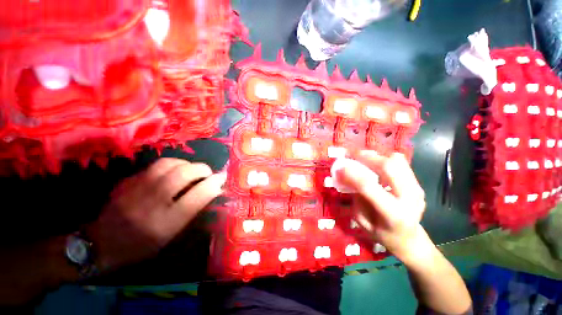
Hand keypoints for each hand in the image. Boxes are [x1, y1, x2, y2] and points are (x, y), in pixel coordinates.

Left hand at [86, 158, 225, 271]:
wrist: (100, 244)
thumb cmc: (142, 245)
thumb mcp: (172, 235)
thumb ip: (193, 211)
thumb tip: (213, 191)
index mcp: (166, 222)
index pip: (198, 195)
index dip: (214, 183)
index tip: (222, 178)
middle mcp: (152, 203)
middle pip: (184, 174)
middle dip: (202, 169)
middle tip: (208, 173)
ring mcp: (137, 189)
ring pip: (169, 164)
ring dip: (187, 164)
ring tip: (192, 170)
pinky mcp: (128, 180)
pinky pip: (156, 165)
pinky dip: (172, 165)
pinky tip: (174, 171)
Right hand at [337, 152, 427, 261]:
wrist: (410, 240)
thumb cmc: (383, 235)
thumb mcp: (362, 222)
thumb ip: (356, 199)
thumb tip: (347, 176)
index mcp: (394, 214)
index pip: (369, 187)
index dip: (352, 174)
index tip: (339, 167)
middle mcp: (410, 198)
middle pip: (388, 166)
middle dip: (366, 157)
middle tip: (350, 155)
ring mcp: (417, 189)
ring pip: (396, 160)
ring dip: (375, 156)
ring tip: (361, 158)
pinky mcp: (417, 183)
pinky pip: (400, 163)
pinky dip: (383, 159)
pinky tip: (374, 165)